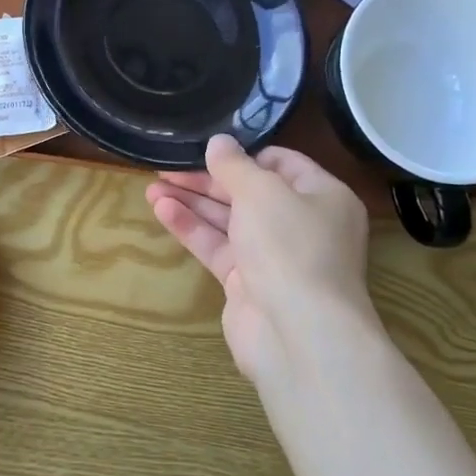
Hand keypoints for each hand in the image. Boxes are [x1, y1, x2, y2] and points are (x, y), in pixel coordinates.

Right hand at [146, 135, 382, 389]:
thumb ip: (234, 164)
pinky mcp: (247, 283)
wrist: (297, 334)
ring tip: (152, 185)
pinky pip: (217, 246)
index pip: (282, 163)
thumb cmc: (290, 246)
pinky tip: (161, 210)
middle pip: (249, 192)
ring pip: (228, 220)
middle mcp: (302, 225)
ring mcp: (274, 257)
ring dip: (192, 202)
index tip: (208, 147)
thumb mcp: (261, 191)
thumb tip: (219, 142)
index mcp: (322, 196)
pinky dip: (191, 228)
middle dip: (207, 179)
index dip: (244, 154)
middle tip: (167, 166)